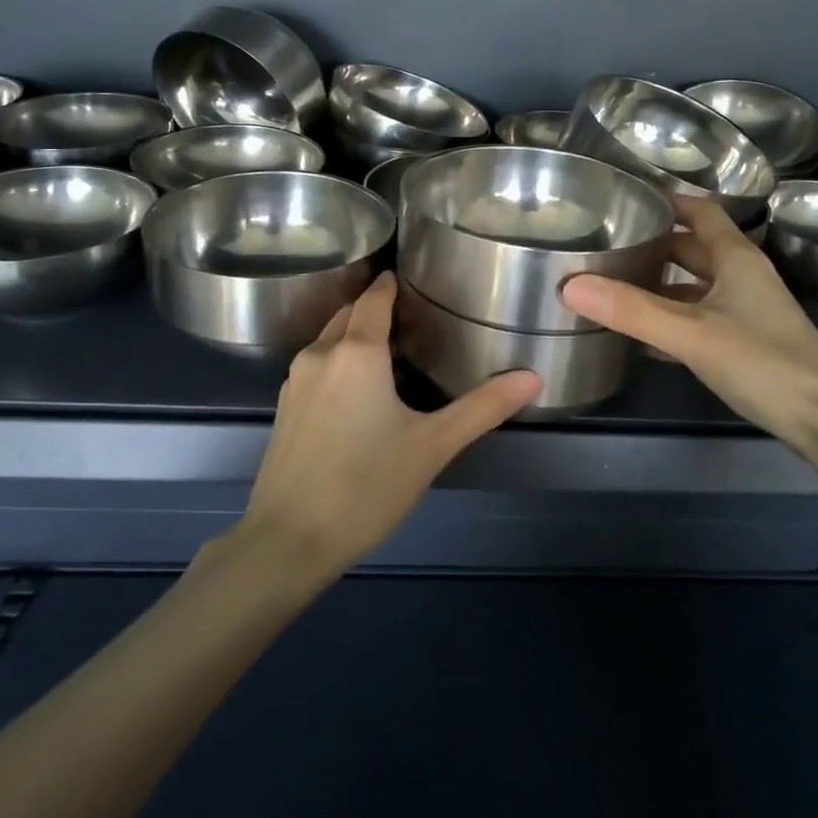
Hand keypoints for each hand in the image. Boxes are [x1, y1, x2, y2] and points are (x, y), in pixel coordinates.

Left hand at [239, 271, 540, 578]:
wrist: (288, 540)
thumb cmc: (366, 486)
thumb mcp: (432, 446)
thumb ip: (483, 408)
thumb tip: (533, 377)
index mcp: (357, 352)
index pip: (375, 298)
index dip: (391, 284)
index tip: (412, 278)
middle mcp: (320, 354)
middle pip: (349, 314)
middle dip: (375, 307)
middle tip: (412, 314)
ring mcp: (295, 381)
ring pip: (328, 339)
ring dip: (354, 334)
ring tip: (389, 347)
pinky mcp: (284, 408)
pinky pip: (316, 365)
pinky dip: (337, 360)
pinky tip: (357, 388)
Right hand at [560, 197, 817, 467]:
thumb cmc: (763, 363)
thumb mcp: (691, 333)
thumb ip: (631, 310)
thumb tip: (569, 285)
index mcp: (736, 258)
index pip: (700, 211)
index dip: (666, 200)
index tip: (624, 197)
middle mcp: (742, 276)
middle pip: (692, 247)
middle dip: (653, 243)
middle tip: (606, 244)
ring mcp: (746, 310)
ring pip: (694, 285)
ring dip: (659, 283)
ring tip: (612, 286)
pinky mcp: (744, 342)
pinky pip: (697, 318)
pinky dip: (669, 318)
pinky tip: (639, 334)